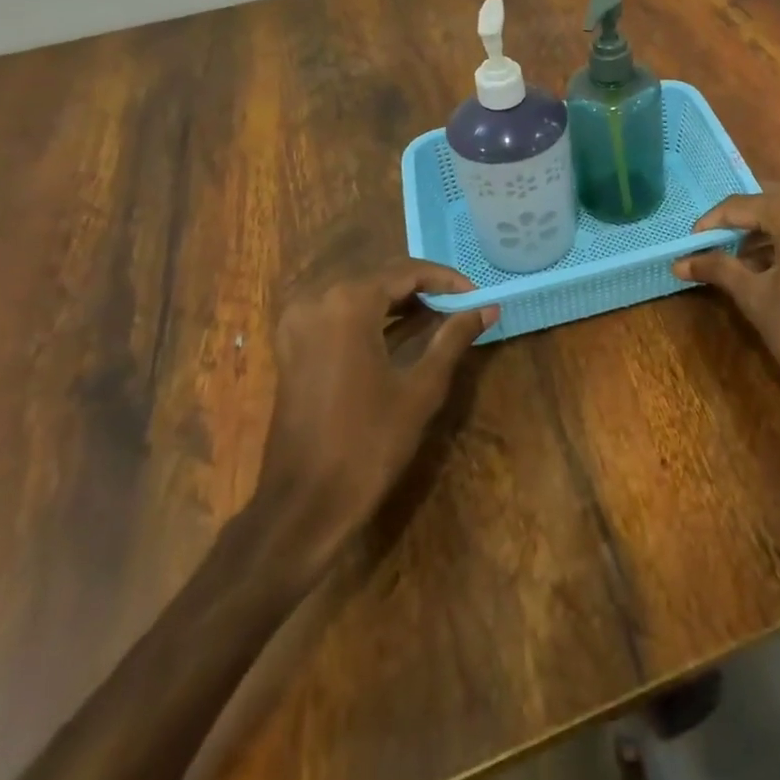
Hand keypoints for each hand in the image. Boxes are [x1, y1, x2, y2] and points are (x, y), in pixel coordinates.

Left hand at [255, 259, 497, 559]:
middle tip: (462, 305)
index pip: (407, 272)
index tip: (477, 295)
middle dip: (423, 288)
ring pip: (359, 293)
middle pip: (381, 277)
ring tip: (438, 316)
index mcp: (348, 303)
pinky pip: (338, 313)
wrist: (302, 507)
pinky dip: (371, 316)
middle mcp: (318, 300)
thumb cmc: (367, 445)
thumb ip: (453, 338)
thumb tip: (488, 308)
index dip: (446, 280)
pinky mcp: (291, 346)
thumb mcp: (421, 389)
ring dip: (398, 301)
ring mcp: (298, 323)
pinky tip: (399, 332)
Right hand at [673, 185, 779, 461]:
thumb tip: (680, 261)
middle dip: (737, 222)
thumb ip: (719, 269)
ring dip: (762, 230)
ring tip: (735, 262)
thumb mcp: (756, 299)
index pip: (740, 204)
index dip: (710, 223)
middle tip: (710, 247)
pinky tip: (770, 268)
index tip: (688, 245)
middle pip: (768, 199)